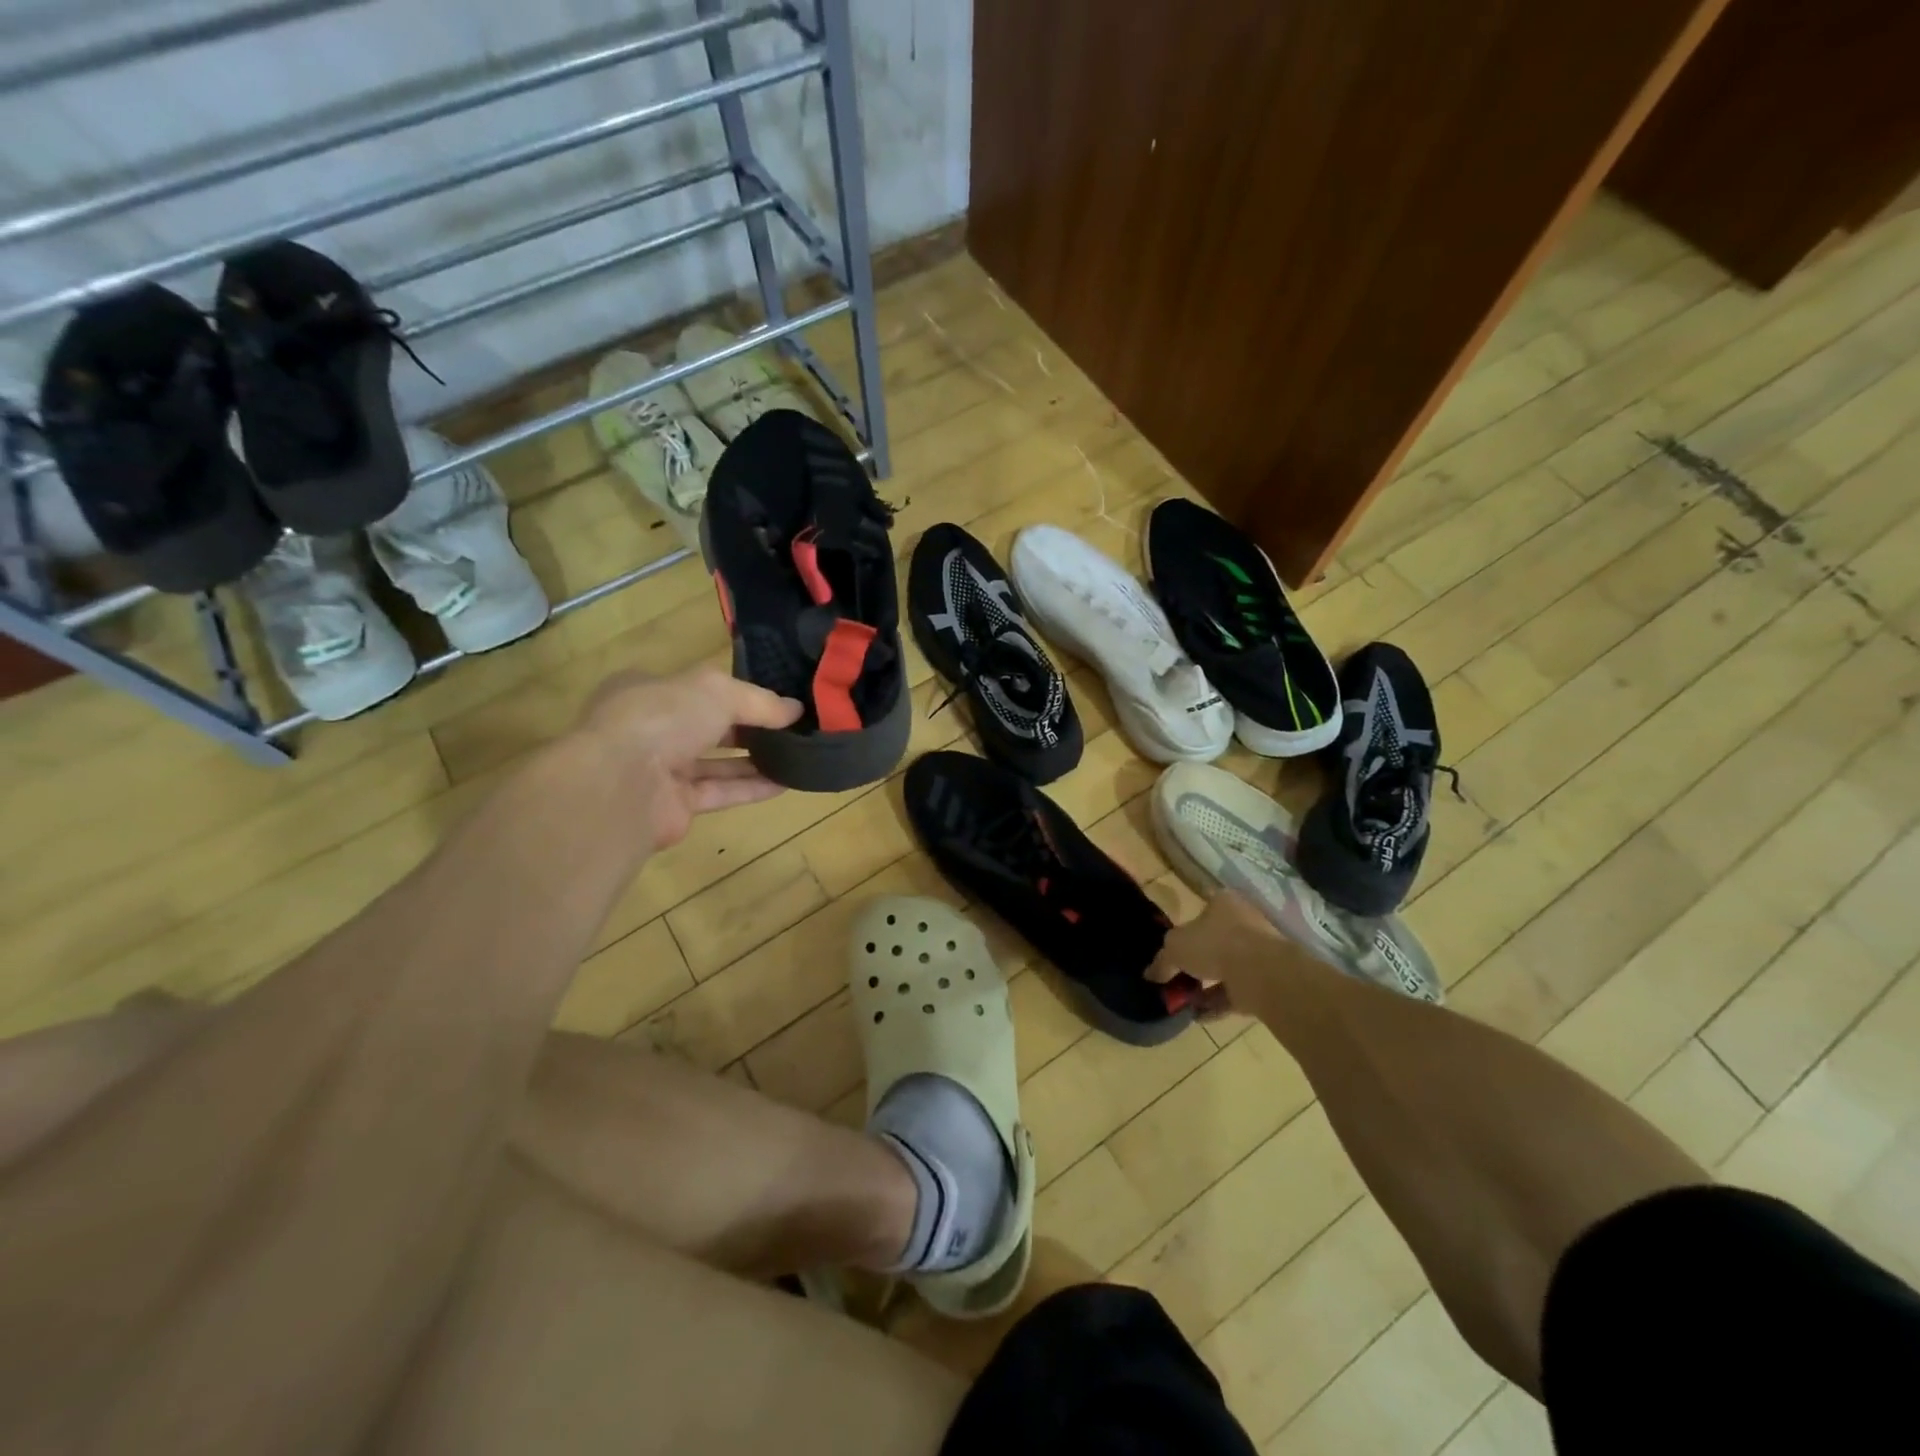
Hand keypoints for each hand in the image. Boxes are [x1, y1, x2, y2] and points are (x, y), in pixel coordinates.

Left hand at [573, 665, 802, 850]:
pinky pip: (719, 792)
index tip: (774, 697)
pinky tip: (785, 783)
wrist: (622, 784)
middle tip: (792, 728)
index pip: (696, 688)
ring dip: (754, 760)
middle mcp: (650, 728)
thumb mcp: (718, 691)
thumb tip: (796, 710)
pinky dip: (750, 788)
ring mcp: (659, 769)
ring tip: (796, 755)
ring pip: (715, 762)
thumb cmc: (663, 718)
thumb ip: (759, 701)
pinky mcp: (674, 805)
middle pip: (707, 726)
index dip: (735, 691)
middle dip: (748, 727)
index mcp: (647, 690)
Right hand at [1147, 889, 1298, 1018]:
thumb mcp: (1175, 947)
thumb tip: (1150, 974)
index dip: (1184, 929)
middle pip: (1213, 942)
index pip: (1201, 911)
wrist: (1261, 972)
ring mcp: (1258, 953)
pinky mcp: (1265, 980)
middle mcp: (1243, 923)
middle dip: (1195, 963)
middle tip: (1176, 978)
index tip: (1172, 950)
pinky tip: (1199, 1016)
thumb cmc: (1214, 944)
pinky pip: (1235, 992)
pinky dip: (1217, 1003)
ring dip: (1205, 986)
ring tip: (1184, 1001)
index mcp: (1223, 903)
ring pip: (1225, 969)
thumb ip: (1162, 960)